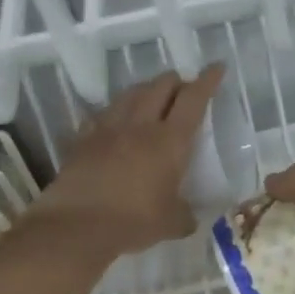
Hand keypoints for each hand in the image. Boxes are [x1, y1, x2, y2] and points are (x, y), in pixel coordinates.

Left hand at [23, 65, 224, 257]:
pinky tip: (114, 123)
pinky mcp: (82, 140)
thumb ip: (184, 216)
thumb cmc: (134, 221)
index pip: (193, 99)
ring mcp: (107, 129)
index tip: (216, 67)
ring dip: (145, 91)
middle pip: (160, 86)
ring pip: (130, 94)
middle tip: (183, 89)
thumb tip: (189, 218)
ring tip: (151, 98)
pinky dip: (113, 114)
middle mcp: (140, 125)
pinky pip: (101, 116)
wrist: (77, 226)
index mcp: (170, 141)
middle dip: (175, 81)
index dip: (207, 81)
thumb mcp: (171, 223)